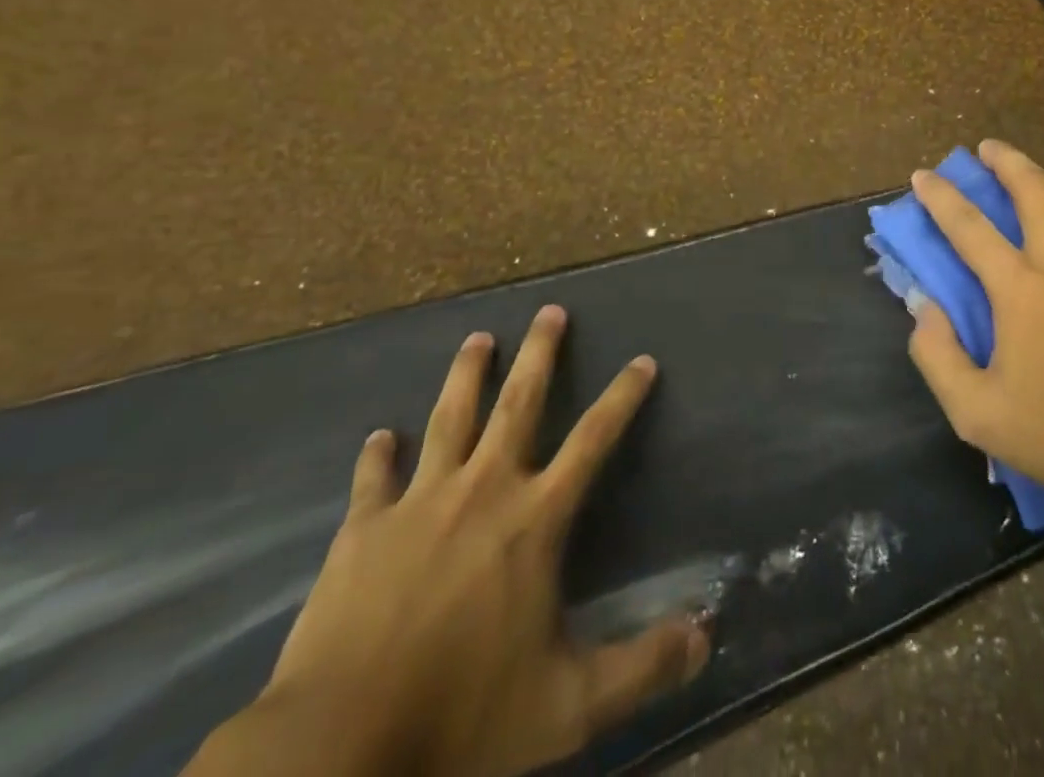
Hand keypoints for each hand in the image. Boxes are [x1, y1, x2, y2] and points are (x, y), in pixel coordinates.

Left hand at [211, 308, 708, 776]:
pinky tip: (379, 437)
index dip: (623, 397)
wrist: (337, 749)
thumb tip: (706, 637)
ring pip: (449, 418)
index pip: (594, 439)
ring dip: (466, 374)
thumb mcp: (568, 707)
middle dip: (540, 352)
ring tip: (478, 338)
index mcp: (534, 519)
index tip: (642, 360)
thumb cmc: (462, 719)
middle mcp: (483, 490)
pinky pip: (373, 478)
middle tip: (550, 310)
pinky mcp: (362, 529)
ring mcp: (419, 502)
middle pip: (519, 402)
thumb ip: (642, 667)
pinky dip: (377, 455)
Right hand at [906, 141, 1043, 569]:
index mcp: (1022, 289)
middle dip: (1006, 159)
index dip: (941, 196)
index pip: (970, 225)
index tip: (923, 175)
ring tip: (1035, 194)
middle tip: (986, 150)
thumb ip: (936, 354)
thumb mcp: (976, 413)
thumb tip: (924, 306)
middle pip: (1036, 187)